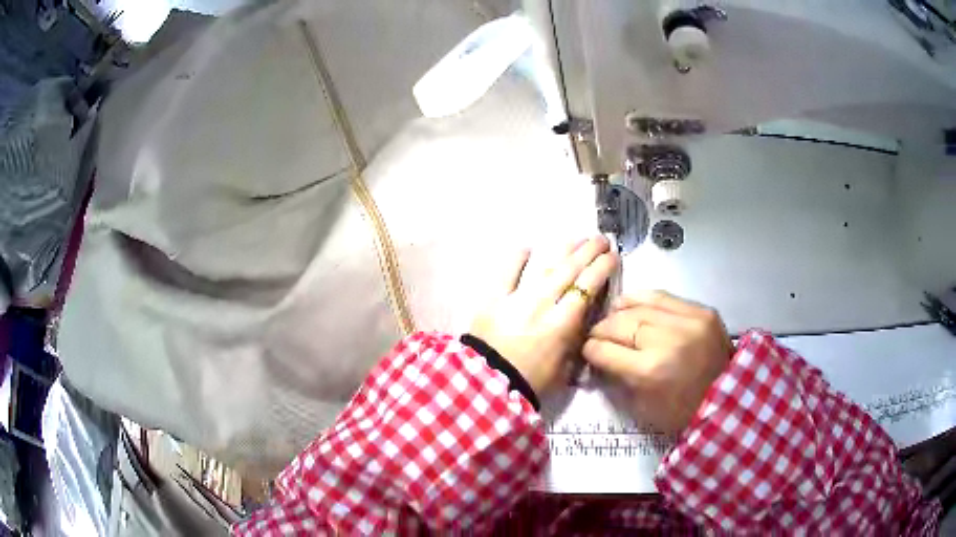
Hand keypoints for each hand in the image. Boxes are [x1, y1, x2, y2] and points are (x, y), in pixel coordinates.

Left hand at [469, 237, 617, 396]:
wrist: (487, 385)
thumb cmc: (530, 381)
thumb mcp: (564, 366)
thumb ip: (575, 338)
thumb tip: (583, 317)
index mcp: (561, 323)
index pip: (587, 287)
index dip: (602, 268)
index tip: (613, 256)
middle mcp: (541, 304)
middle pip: (570, 271)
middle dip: (589, 252)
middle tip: (601, 239)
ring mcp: (516, 298)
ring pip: (544, 266)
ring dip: (564, 250)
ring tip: (578, 239)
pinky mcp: (493, 298)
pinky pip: (507, 271)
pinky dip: (518, 258)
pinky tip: (528, 247)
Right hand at [583, 291, 733, 433]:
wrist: (730, 399)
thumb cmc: (682, 412)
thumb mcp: (644, 407)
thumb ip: (619, 378)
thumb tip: (600, 357)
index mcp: (650, 372)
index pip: (606, 350)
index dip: (590, 349)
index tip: (586, 349)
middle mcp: (667, 340)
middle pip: (620, 324)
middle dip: (602, 329)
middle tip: (596, 334)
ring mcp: (687, 322)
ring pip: (640, 305)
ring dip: (619, 310)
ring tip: (611, 315)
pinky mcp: (702, 311)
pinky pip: (664, 297)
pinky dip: (643, 298)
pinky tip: (631, 302)